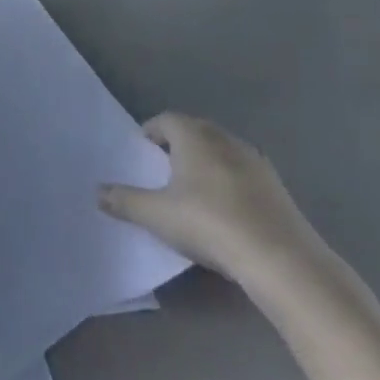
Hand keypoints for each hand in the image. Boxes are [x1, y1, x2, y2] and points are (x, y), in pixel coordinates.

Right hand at [99, 114, 327, 291]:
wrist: (282, 260)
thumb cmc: (209, 223)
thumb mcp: (155, 215)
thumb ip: (124, 200)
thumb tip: (98, 192)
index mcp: (195, 138)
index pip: (167, 120)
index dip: (151, 131)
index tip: (142, 151)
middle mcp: (227, 141)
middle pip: (197, 131)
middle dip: (178, 144)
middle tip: (162, 167)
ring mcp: (258, 164)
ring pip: (223, 152)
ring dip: (206, 162)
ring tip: (191, 189)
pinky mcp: (279, 190)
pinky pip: (244, 174)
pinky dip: (229, 182)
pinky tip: (223, 210)